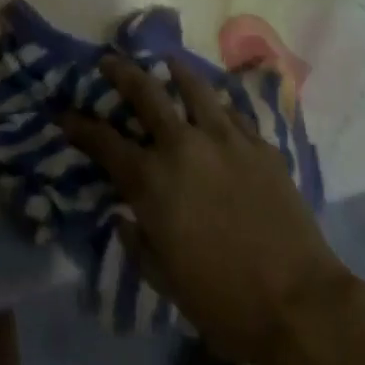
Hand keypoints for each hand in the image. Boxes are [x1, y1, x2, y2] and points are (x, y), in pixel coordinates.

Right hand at [62, 55, 350, 364]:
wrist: (299, 304)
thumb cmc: (224, 302)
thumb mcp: (166, 281)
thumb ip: (138, 242)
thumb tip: (125, 217)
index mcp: (153, 181)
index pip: (105, 142)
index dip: (80, 126)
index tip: (65, 113)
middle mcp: (183, 146)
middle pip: (146, 93)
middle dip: (121, 73)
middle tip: (109, 60)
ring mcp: (224, 138)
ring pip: (192, 86)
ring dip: (174, 71)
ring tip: (167, 61)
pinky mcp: (258, 142)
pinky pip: (231, 111)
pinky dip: (215, 105)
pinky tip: (214, 106)